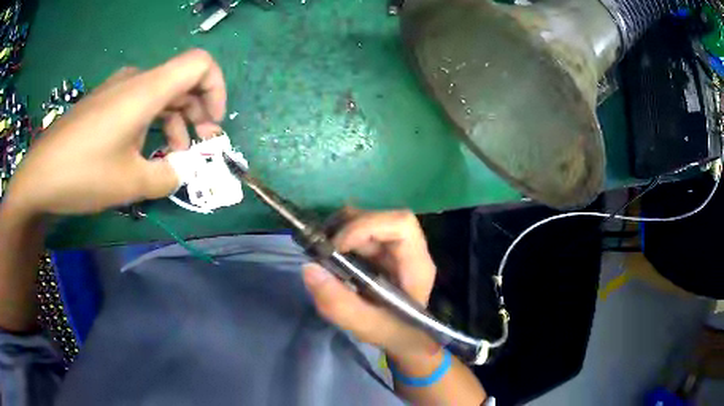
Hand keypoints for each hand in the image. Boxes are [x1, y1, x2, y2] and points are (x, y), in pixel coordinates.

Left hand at [3, 49, 225, 216]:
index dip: (216, 90)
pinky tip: (143, 151)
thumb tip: (182, 171)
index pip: (200, 65)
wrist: (38, 177)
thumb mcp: (131, 183)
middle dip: (197, 113)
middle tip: (198, 148)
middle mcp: (134, 80)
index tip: (213, 124)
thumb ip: (168, 176)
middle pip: (182, 82)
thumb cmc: (83, 174)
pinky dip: (152, 123)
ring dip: (174, 122)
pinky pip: (138, 103)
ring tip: (171, 157)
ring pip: (160, 94)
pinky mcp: (103, 103)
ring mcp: (116, 90)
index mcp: (146, 89)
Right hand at [303, 210, 439, 358]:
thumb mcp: (365, 326)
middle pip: (381, 218)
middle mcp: (409, 249)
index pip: (401, 225)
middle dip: (347, 228)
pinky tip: (329, 255)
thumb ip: (339, 303)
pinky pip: (359, 231)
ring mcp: (394, 247)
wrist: (405, 338)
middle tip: (323, 250)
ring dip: (341, 230)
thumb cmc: (393, 333)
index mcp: (416, 266)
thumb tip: (309, 268)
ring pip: (368, 220)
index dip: (367, 226)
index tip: (337, 247)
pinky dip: (339, 236)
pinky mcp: (381, 250)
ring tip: (323, 252)